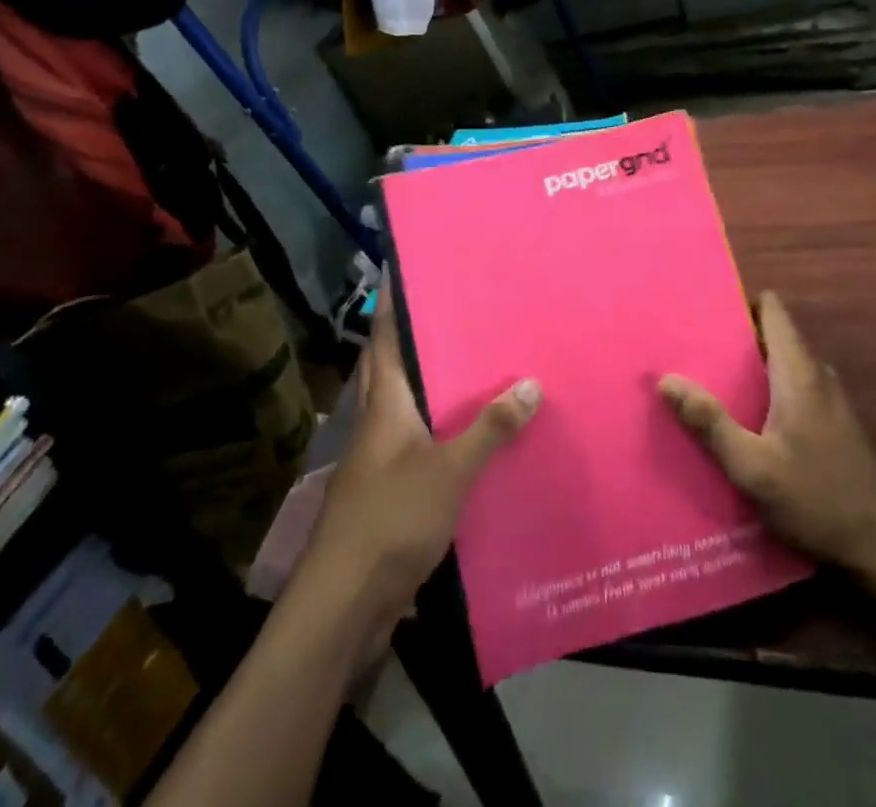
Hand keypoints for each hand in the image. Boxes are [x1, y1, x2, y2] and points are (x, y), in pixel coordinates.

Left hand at [295, 289, 539, 650]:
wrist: (344, 604)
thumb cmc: (391, 520)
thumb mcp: (449, 471)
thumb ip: (490, 429)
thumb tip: (531, 382)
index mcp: (384, 405)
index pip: (386, 339)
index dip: (392, 303)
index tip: (404, 270)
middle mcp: (377, 424)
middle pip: (392, 369)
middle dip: (415, 340)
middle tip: (456, 314)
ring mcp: (379, 461)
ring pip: (406, 408)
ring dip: (432, 387)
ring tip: (475, 367)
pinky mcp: (388, 494)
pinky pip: (418, 447)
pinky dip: (440, 433)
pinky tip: (472, 438)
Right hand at [659, 292, 875, 571]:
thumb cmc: (816, 499)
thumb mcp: (752, 467)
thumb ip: (710, 423)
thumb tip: (666, 379)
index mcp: (798, 372)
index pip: (772, 309)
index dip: (740, 302)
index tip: (704, 311)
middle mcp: (816, 374)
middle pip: (772, 334)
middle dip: (734, 337)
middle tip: (692, 349)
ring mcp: (829, 398)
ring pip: (782, 362)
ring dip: (749, 366)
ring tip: (708, 379)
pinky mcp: (832, 422)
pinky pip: (792, 386)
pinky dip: (766, 388)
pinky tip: (742, 417)